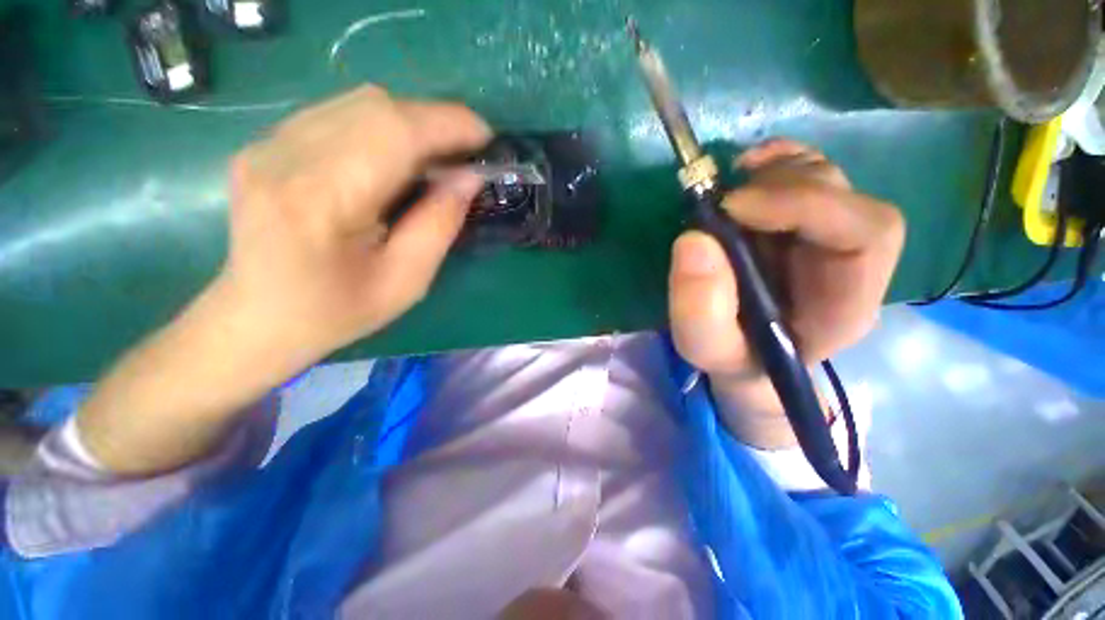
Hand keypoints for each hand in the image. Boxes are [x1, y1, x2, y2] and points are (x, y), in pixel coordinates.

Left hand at [218, 85, 490, 364]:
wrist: (258, 318)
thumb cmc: (337, 312)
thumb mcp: (406, 281)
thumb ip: (439, 224)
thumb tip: (469, 178)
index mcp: (320, 200)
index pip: (393, 134)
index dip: (447, 125)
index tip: (486, 137)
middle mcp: (285, 157)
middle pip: (375, 107)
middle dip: (434, 122)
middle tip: (466, 153)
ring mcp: (268, 144)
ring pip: (358, 103)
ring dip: (410, 123)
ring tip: (437, 157)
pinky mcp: (267, 144)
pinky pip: (338, 114)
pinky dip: (382, 127)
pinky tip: (396, 159)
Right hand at [668, 140, 903, 446]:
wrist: (743, 354)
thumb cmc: (732, 356)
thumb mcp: (707, 348)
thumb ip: (700, 311)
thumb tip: (694, 241)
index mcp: (845, 301)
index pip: (866, 233)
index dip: (805, 205)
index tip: (732, 209)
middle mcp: (848, 261)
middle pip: (844, 197)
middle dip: (781, 189)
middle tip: (721, 206)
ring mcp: (825, 236)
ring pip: (825, 179)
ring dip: (773, 174)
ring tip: (726, 194)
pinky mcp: (799, 223)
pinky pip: (804, 174)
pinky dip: (776, 161)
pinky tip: (746, 167)